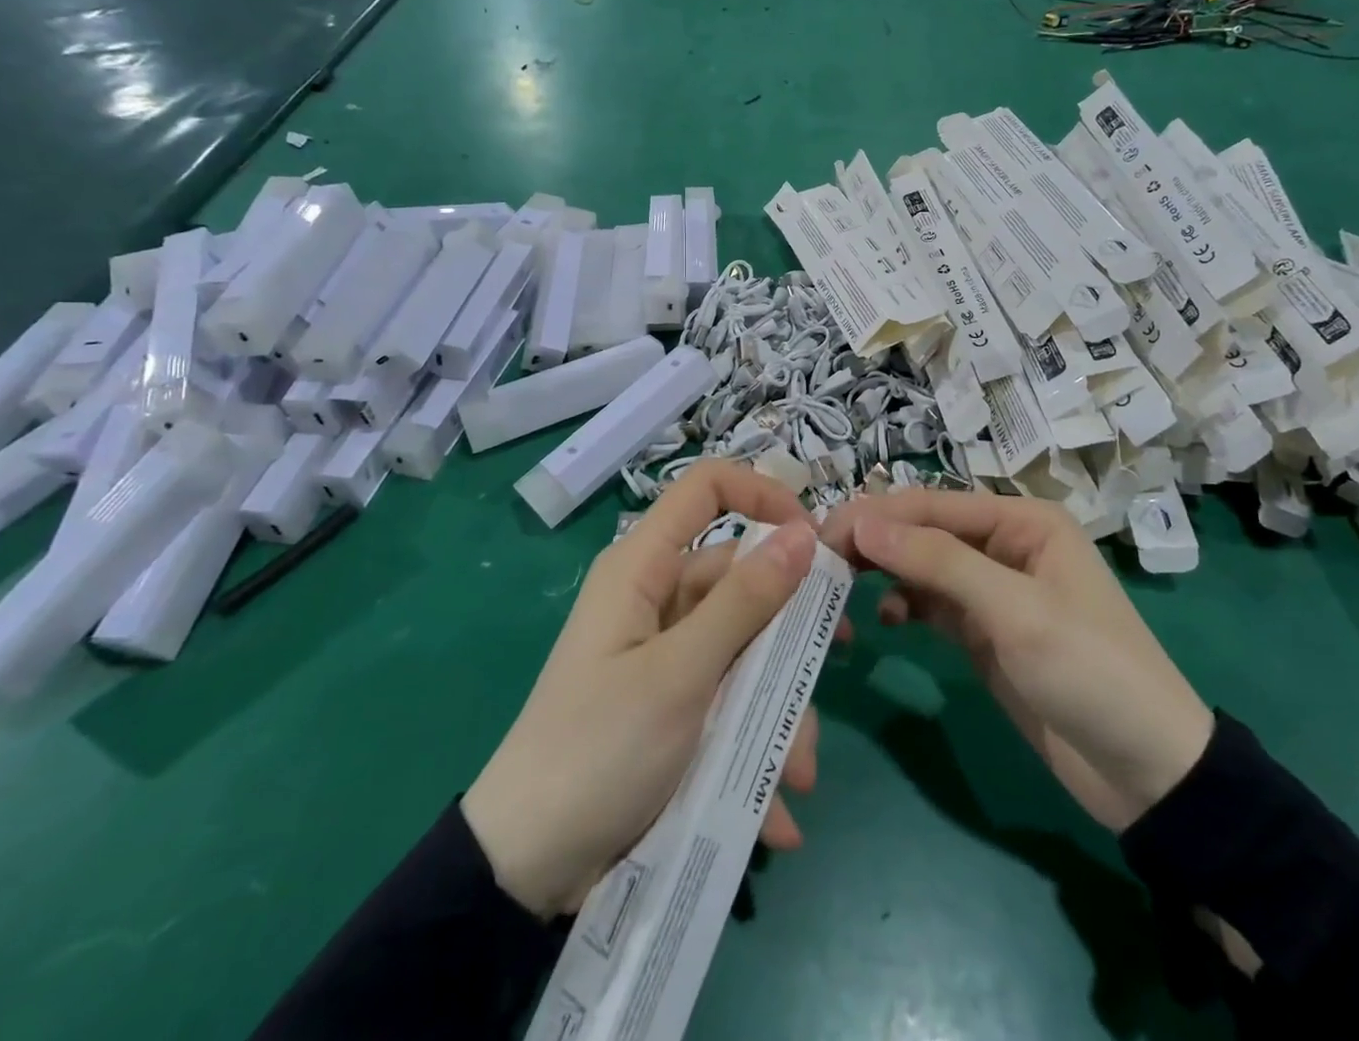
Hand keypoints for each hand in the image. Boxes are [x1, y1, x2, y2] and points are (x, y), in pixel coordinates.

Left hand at [463, 462, 821, 917]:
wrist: (525, 870)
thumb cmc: (599, 749)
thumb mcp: (680, 674)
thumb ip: (745, 601)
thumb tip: (803, 533)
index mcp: (643, 567)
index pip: (707, 488)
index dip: (762, 494)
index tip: (813, 539)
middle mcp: (656, 598)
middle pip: (739, 578)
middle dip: (786, 630)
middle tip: (833, 661)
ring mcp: (666, 653)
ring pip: (744, 648)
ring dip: (778, 707)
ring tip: (796, 774)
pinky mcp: (673, 702)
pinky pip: (729, 700)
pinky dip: (755, 746)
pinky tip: (774, 811)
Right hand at [822, 488, 1213, 833]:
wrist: (1148, 773)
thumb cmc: (1090, 672)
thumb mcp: (1015, 611)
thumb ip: (938, 562)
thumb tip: (863, 522)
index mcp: (1023, 521)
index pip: (933, 504)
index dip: (877, 515)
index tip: (821, 534)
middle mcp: (1005, 543)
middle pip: (924, 530)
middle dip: (876, 540)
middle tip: (821, 561)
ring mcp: (992, 589)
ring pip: (922, 565)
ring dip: (885, 572)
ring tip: (842, 588)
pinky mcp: (983, 631)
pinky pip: (931, 603)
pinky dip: (905, 605)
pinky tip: (886, 620)